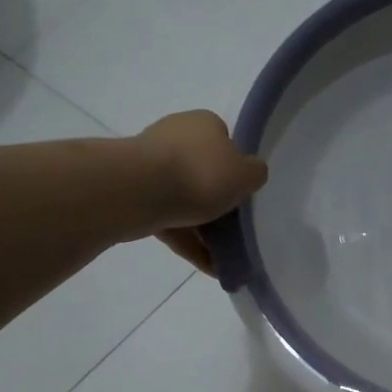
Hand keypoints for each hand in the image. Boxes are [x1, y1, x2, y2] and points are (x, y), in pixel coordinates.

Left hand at [134, 110, 268, 273]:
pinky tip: (210, 267)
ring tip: (226, 258)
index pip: (224, 141)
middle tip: (236, 228)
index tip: (243, 193)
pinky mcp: (137, 197)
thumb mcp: (246, 173)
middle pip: (204, 172)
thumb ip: (254, 174)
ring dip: (204, 228)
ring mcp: (151, 168)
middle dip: (217, 201)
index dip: (235, 167)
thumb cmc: (200, 174)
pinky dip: (190, 244)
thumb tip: (249, 174)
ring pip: (186, 201)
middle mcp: (175, 138)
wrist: (139, 191)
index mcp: (202, 124)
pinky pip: (171, 223)